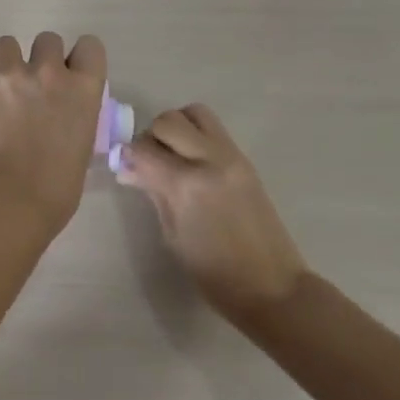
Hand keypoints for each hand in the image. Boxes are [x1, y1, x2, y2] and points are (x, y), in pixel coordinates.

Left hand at [0, 32, 107, 228]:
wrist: (11, 197)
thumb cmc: (57, 186)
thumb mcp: (82, 144)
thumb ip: (75, 116)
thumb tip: (62, 114)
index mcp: (83, 88)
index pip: (90, 45)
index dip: (79, 57)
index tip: (71, 73)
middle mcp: (50, 71)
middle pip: (48, 39)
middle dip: (42, 57)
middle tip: (34, 84)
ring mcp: (12, 73)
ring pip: (8, 42)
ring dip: (8, 60)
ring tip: (4, 84)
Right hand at [115, 104, 309, 325]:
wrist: (272, 287)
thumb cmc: (214, 274)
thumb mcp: (173, 236)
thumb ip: (153, 193)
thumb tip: (129, 169)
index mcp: (186, 185)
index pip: (143, 148)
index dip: (129, 155)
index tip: (126, 166)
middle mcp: (208, 160)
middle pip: (169, 120)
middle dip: (152, 135)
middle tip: (150, 160)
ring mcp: (231, 156)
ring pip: (194, 113)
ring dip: (177, 126)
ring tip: (174, 154)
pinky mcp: (244, 159)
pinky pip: (213, 129)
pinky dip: (196, 134)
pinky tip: (193, 162)